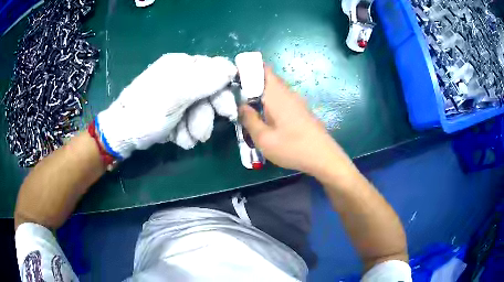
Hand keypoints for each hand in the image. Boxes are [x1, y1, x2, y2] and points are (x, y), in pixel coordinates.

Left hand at [96, 53, 237, 158]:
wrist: (121, 135)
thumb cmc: (145, 113)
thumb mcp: (175, 96)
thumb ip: (204, 81)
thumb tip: (231, 70)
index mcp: (181, 65)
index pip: (215, 70)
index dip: (224, 90)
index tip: (227, 112)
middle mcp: (180, 76)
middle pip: (209, 93)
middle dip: (206, 115)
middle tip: (202, 134)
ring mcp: (176, 95)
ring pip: (199, 110)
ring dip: (195, 128)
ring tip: (185, 139)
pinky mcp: (172, 111)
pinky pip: (188, 119)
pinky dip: (185, 131)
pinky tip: (176, 138)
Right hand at [239, 67, 347, 174]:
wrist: (323, 157)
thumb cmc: (292, 147)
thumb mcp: (263, 139)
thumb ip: (249, 120)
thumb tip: (242, 106)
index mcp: (277, 95)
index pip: (263, 70)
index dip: (249, 69)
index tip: (235, 77)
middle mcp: (288, 93)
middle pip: (269, 79)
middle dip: (252, 84)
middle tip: (238, 96)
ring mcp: (298, 101)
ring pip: (276, 90)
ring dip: (262, 95)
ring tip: (250, 108)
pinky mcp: (302, 110)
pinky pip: (283, 99)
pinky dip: (272, 103)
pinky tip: (267, 118)